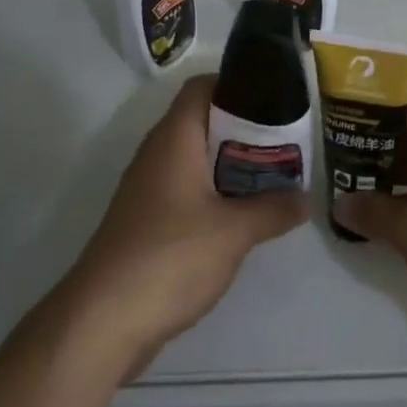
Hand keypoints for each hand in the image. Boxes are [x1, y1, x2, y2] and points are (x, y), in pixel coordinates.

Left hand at [57, 74, 304, 377]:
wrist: (102, 322)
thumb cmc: (170, 257)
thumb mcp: (233, 232)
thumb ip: (273, 210)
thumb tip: (304, 198)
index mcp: (174, 138)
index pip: (202, 87)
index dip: (237, 84)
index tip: (274, 99)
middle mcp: (158, 153)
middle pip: (204, 122)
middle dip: (245, 130)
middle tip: (286, 143)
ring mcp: (149, 188)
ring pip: (197, 158)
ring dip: (232, 164)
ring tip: (274, 176)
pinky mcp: (147, 221)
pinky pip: (187, 189)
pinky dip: (216, 192)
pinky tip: (243, 214)